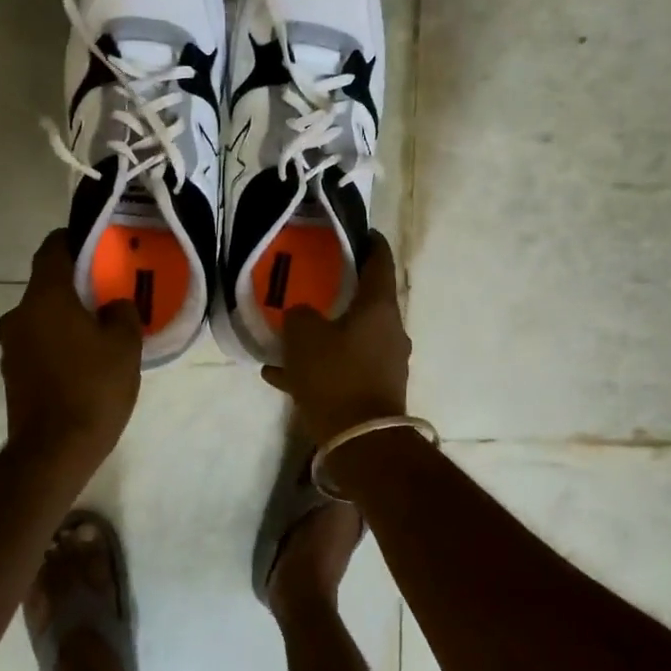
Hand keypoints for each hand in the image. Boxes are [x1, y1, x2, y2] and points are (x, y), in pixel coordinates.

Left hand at [0, 231, 141, 467]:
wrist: (54, 450)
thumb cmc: (93, 388)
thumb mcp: (124, 346)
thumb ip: (122, 313)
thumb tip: (112, 305)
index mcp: (45, 298)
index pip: (52, 250)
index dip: (73, 241)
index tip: (95, 245)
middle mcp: (19, 315)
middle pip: (47, 287)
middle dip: (75, 288)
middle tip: (107, 296)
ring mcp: (11, 347)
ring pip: (42, 318)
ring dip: (66, 319)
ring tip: (99, 334)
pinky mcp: (12, 374)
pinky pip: (38, 345)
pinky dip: (57, 344)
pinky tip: (83, 364)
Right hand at [260, 236, 410, 445]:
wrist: (360, 440)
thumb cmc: (335, 376)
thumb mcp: (304, 337)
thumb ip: (300, 315)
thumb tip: (302, 315)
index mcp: (379, 308)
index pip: (379, 262)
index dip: (369, 242)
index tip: (358, 231)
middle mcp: (389, 331)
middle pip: (365, 302)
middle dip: (340, 293)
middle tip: (314, 282)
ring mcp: (385, 362)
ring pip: (349, 338)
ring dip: (322, 336)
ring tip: (288, 337)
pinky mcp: (374, 390)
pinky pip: (342, 369)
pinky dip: (318, 368)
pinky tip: (281, 376)